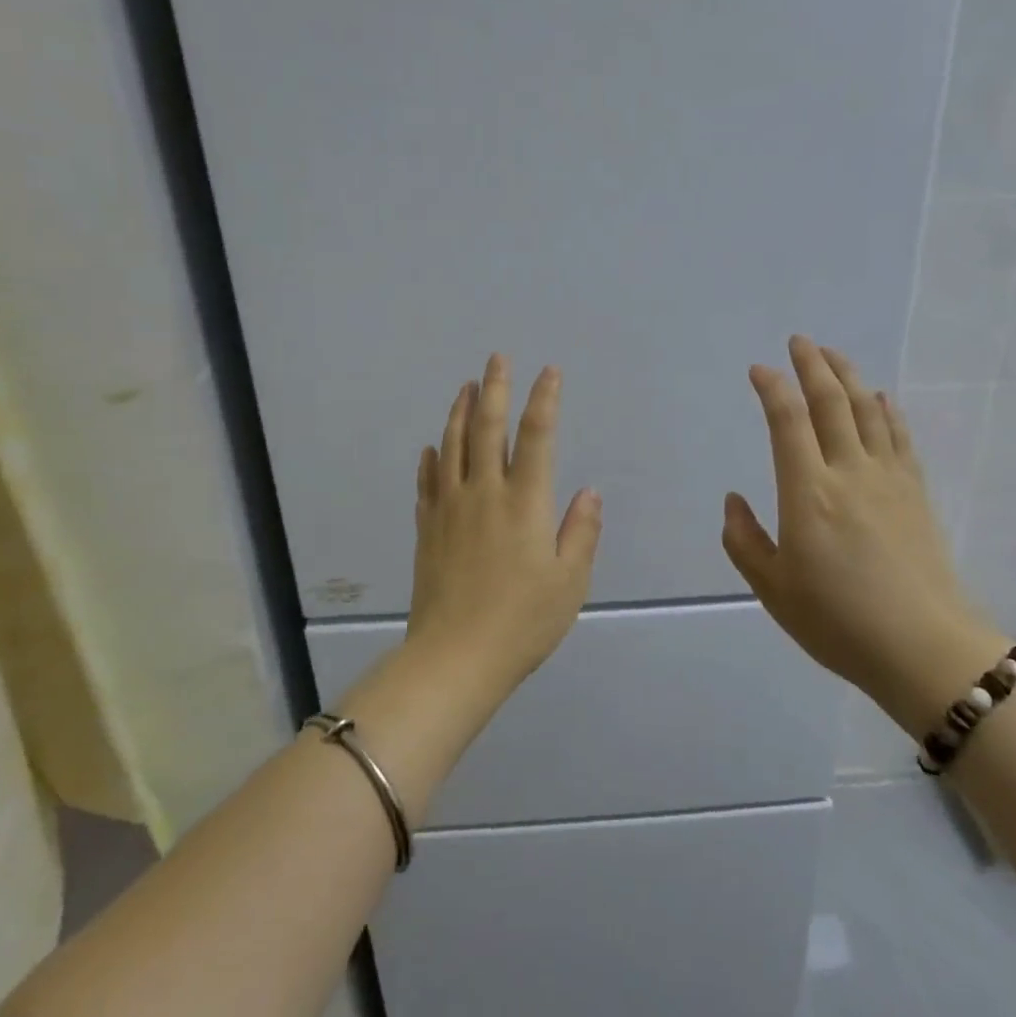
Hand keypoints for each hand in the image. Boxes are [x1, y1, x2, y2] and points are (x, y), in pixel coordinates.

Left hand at [405, 353, 601, 688]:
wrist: (455, 657)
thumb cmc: (523, 621)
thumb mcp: (569, 581)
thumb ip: (581, 531)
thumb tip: (589, 491)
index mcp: (525, 503)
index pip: (536, 436)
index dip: (544, 400)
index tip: (549, 372)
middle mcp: (484, 493)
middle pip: (487, 429)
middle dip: (495, 389)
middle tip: (497, 359)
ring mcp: (449, 509)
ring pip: (452, 447)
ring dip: (460, 413)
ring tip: (466, 387)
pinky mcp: (426, 529)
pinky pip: (427, 483)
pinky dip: (431, 460)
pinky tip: (432, 448)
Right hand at [721, 336, 1005, 736]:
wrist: (924, 648)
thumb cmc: (838, 622)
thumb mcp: (773, 589)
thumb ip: (745, 540)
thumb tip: (734, 499)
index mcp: (808, 493)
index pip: (787, 421)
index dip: (772, 388)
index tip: (759, 370)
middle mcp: (849, 472)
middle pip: (831, 402)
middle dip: (813, 365)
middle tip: (800, 341)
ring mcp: (888, 479)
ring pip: (868, 411)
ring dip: (849, 377)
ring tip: (833, 355)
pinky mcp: (916, 492)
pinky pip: (900, 437)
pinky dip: (887, 410)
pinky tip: (881, 398)